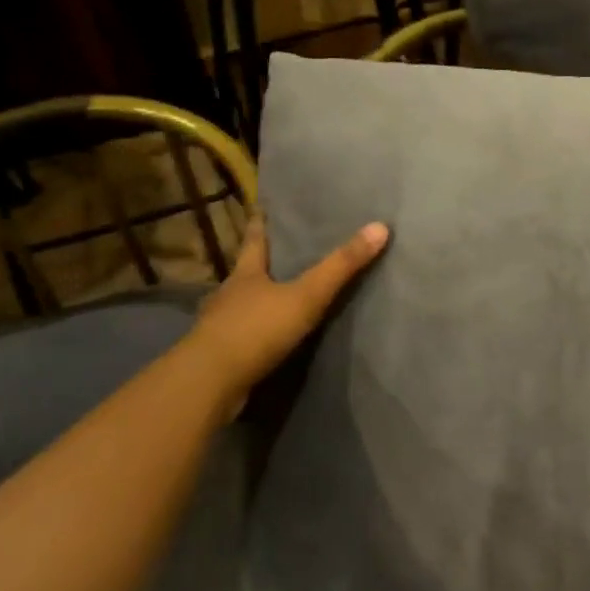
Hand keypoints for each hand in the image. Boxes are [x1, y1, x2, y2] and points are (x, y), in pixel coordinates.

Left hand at [184, 216, 389, 412]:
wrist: (209, 383)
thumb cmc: (256, 329)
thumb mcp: (306, 295)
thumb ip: (341, 266)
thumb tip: (380, 227)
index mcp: (245, 274)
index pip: (253, 240)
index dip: (259, 223)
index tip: (260, 207)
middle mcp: (229, 295)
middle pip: (245, 271)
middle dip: (260, 262)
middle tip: (279, 250)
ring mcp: (219, 326)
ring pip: (241, 306)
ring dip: (256, 301)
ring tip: (276, 296)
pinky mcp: (220, 357)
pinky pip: (241, 338)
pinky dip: (253, 334)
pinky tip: (266, 340)